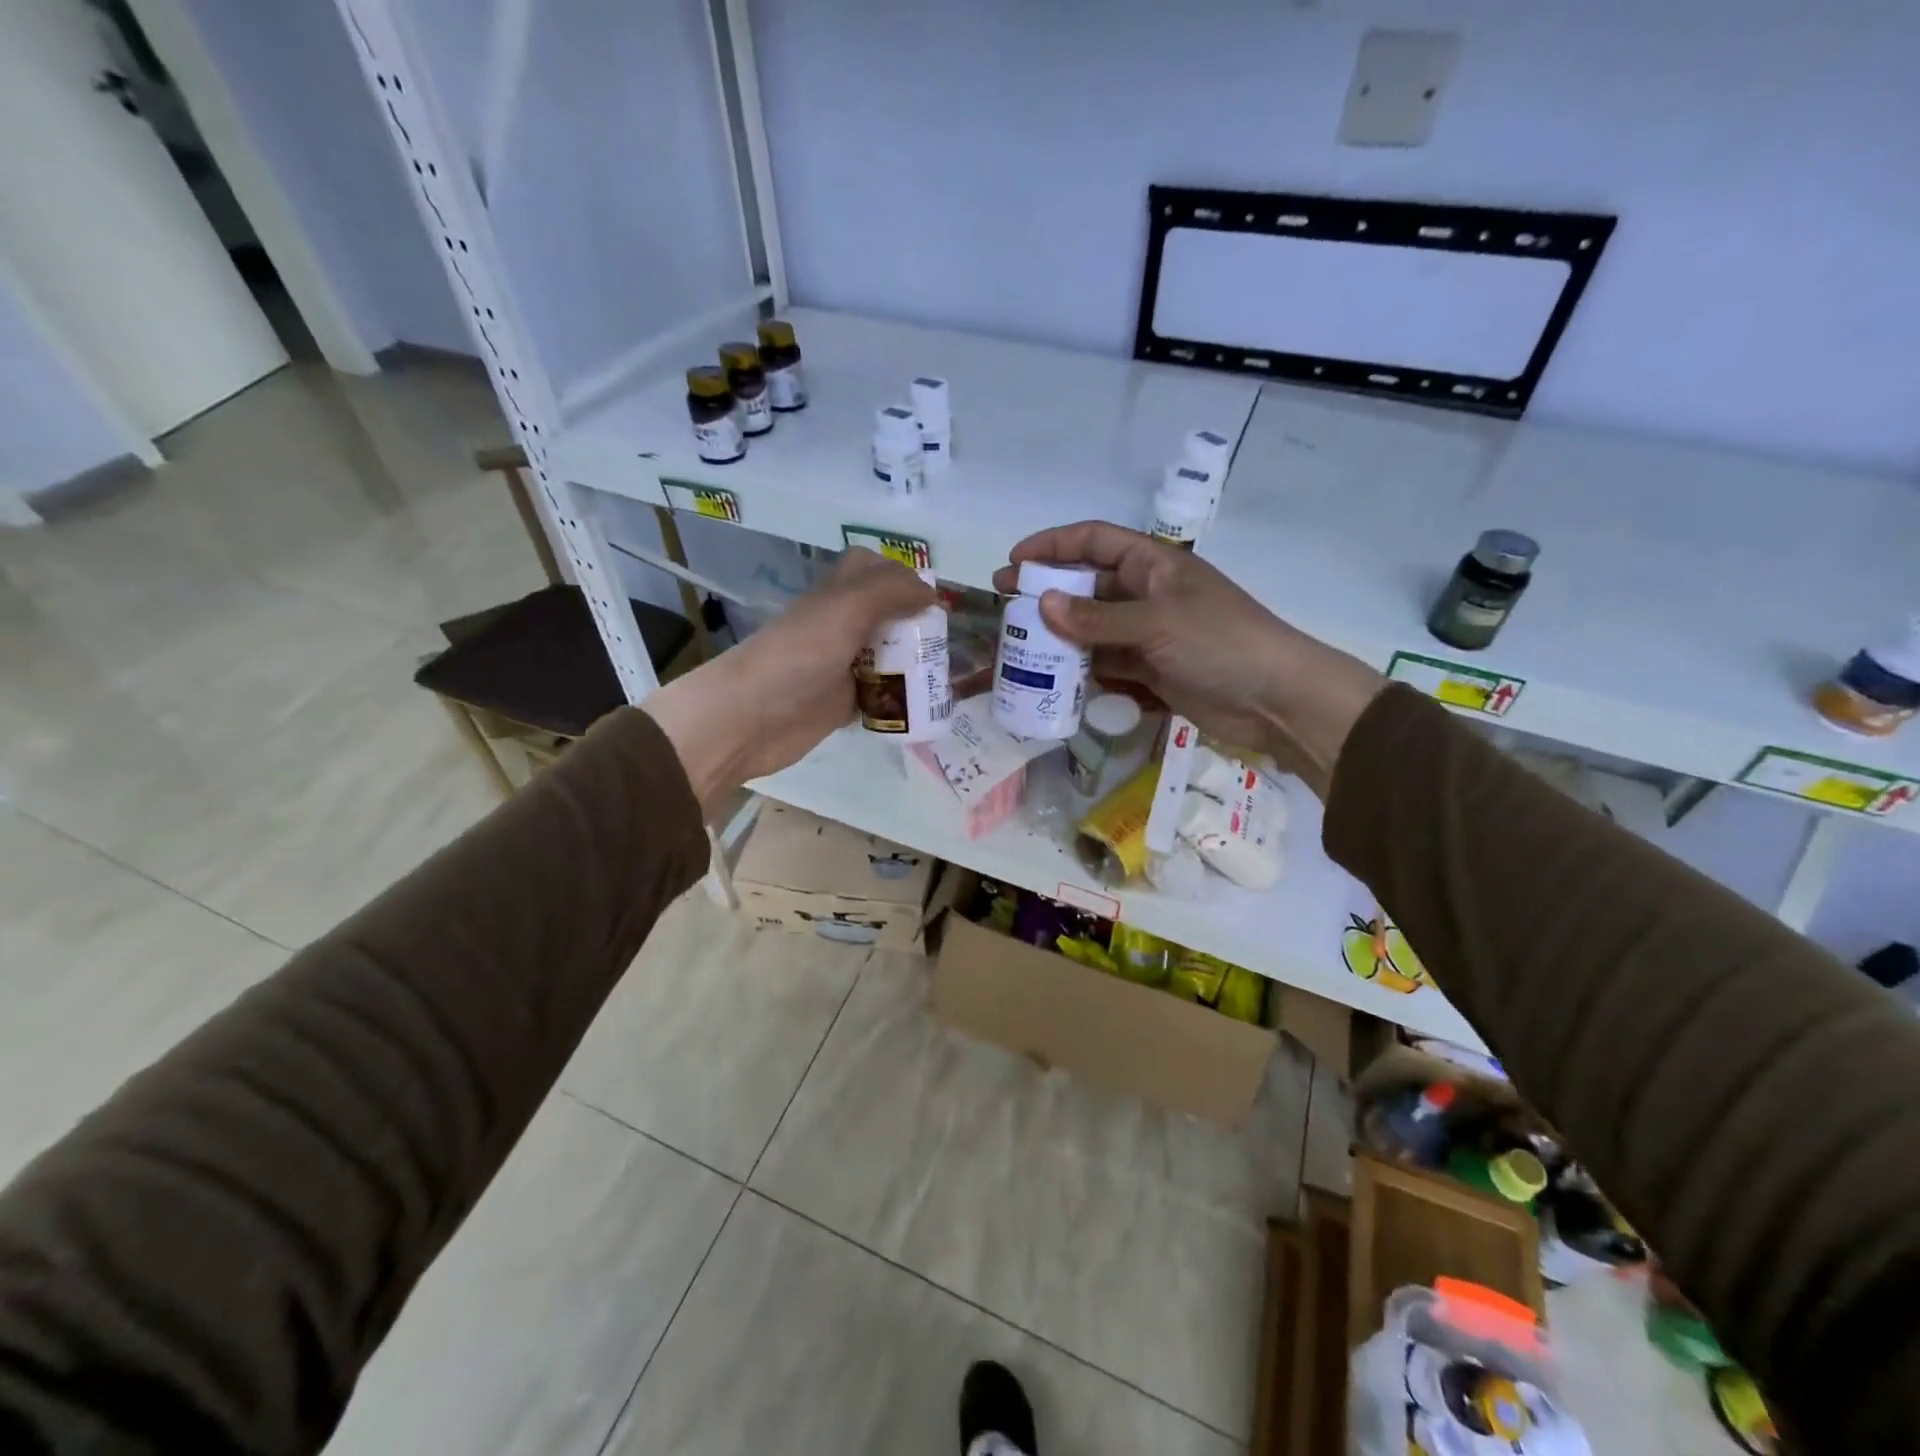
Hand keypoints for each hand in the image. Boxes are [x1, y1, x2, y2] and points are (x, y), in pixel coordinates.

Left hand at [644, 549, 934, 809]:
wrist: (751, 718)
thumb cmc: (798, 656)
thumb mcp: (846, 609)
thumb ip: (890, 592)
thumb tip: (931, 593)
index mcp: (837, 595)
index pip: (871, 569)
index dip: (901, 576)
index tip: (933, 598)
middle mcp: (840, 626)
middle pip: (885, 615)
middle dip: (917, 625)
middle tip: (947, 644)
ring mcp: (840, 666)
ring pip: (886, 656)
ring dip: (914, 664)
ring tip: (946, 676)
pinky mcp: (842, 703)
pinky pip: (880, 695)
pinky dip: (900, 699)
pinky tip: (925, 707)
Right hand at [992, 522, 1385, 798]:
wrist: (1275, 699)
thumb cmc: (1220, 643)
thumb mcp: (1156, 623)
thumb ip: (1097, 617)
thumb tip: (1042, 604)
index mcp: (1154, 564)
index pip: (1095, 541)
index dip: (1053, 545)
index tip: (1015, 561)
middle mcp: (1147, 594)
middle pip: (1088, 586)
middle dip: (1048, 594)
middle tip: (1006, 609)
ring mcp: (1149, 635)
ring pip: (1093, 629)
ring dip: (1060, 636)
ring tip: (1019, 648)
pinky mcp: (1151, 670)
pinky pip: (1106, 664)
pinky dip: (1081, 670)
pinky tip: (1052, 680)